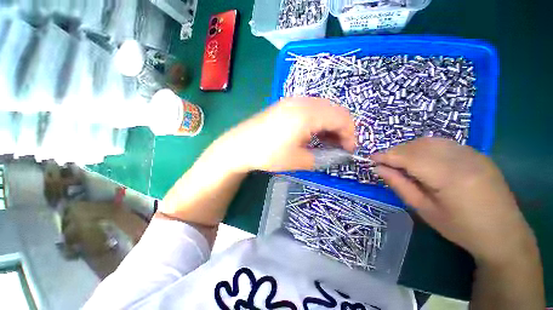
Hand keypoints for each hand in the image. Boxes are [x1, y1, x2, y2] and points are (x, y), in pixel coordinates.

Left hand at [211, 97, 355, 171]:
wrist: (240, 145)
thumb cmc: (269, 154)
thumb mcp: (299, 160)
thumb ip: (322, 157)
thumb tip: (336, 154)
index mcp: (309, 113)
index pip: (342, 118)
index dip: (350, 135)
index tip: (348, 150)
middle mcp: (303, 101)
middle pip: (335, 111)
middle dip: (342, 129)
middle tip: (338, 147)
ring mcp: (294, 100)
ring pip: (324, 109)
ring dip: (330, 125)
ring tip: (326, 143)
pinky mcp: (287, 104)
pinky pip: (311, 109)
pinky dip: (319, 121)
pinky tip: (313, 134)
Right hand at [372, 137, 535, 263]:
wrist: (504, 234)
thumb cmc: (461, 228)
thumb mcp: (425, 210)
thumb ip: (400, 186)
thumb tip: (379, 169)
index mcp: (450, 177)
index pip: (409, 158)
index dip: (387, 156)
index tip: (371, 158)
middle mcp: (463, 158)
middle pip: (419, 145)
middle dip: (396, 151)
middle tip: (383, 162)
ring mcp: (473, 153)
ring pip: (430, 141)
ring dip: (409, 148)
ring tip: (399, 161)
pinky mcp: (478, 154)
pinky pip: (444, 144)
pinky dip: (425, 148)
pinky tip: (421, 159)